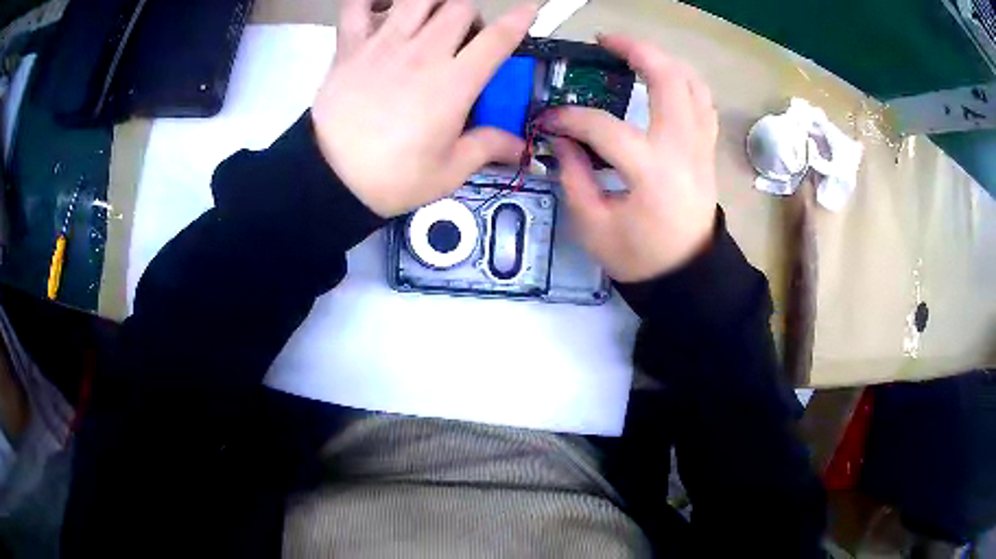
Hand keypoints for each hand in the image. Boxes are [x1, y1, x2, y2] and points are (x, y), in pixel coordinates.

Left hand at [311, 0, 537, 217]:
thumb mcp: (448, 173)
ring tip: (430, 20)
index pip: (498, 38)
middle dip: (471, 17)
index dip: (520, 18)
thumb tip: (518, 145)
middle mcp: (424, 52)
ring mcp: (384, 44)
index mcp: (454, 83)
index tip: (530, 7)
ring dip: (434, 2)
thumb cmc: (392, 178)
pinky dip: (372, 0)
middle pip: (461, 7)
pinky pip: (358, 5)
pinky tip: (384, 8)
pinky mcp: (350, 46)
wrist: (330, 179)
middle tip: (463, 39)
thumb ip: (487, 148)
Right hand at [543, 34, 718, 282]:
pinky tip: (666, 79)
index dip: (570, 118)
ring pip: (693, 85)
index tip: (548, 120)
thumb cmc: (640, 259)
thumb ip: (573, 176)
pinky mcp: (706, 151)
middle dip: (636, 50)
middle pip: (669, 79)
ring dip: (665, 60)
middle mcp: (682, 149)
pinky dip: (685, 82)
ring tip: (635, 53)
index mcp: (651, 172)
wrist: (687, 276)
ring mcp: (700, 148)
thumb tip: (561, 138)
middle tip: (606, 41)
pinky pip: (703, 104)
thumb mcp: (594, 227)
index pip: (604, 128)